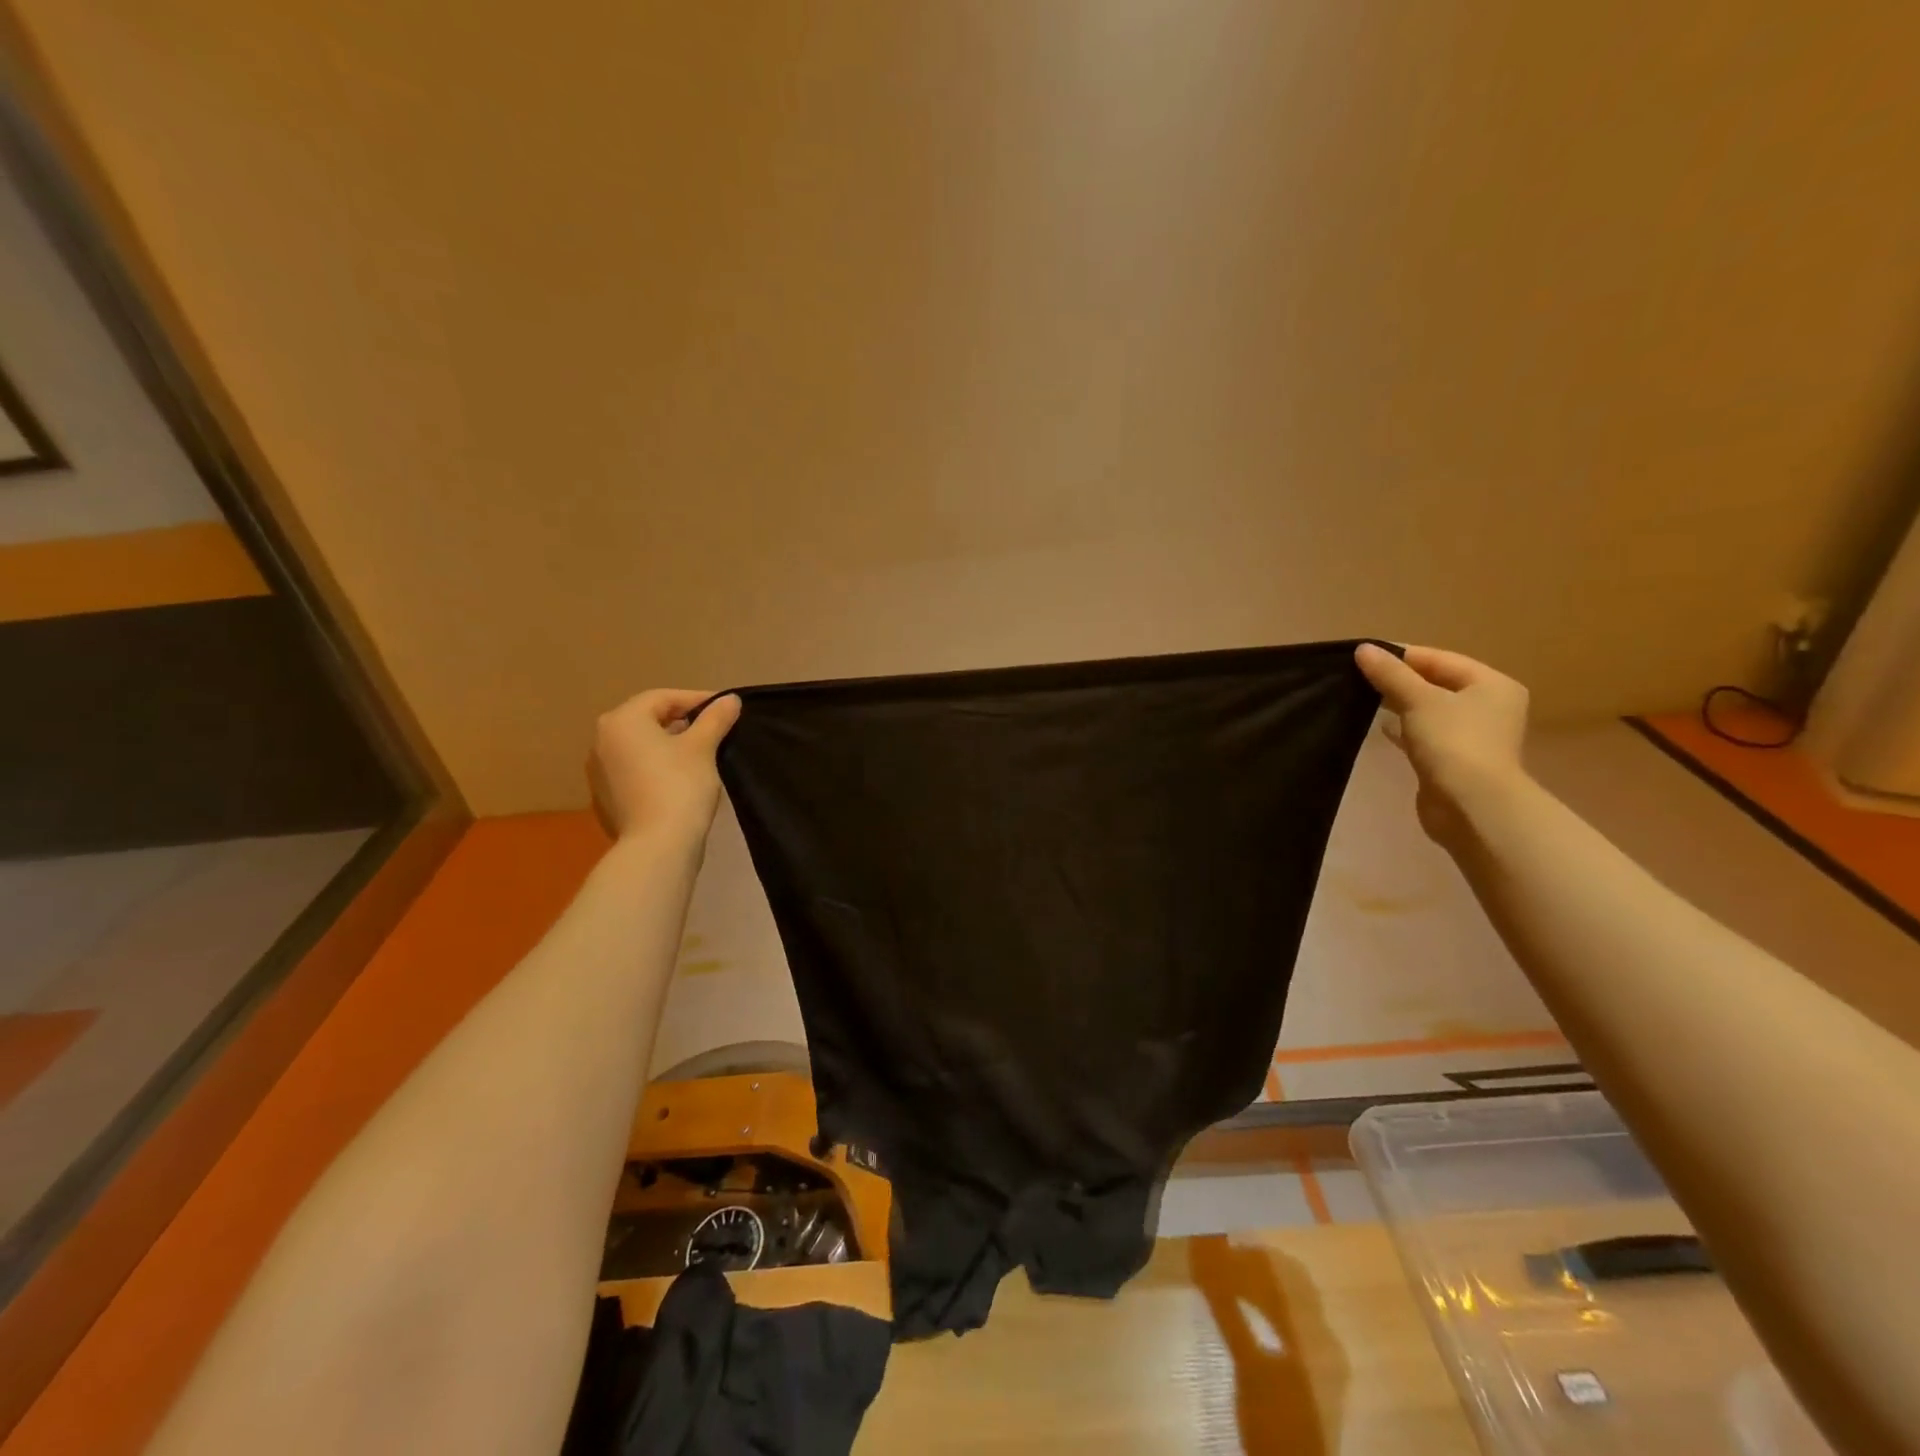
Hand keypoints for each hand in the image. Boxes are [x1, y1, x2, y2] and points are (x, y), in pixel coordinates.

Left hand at [587, 689, 741, 842]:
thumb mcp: (703, 747)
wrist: (656, 845)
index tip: (725, 708)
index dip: (697, 700)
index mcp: (622, 721)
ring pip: (639, 747)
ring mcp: (598, 772)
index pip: (663, 698)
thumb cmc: (680, 785)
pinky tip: (678, 782)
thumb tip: (730, 699)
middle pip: (647, 720)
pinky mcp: (604, 799)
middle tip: (713, 730)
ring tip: (699, 756)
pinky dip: (655, 769)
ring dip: (667, 746)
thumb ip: (715, 718)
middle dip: (681, 722)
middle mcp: (601, 741)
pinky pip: (633, 772)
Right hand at [1355, 644, 1529, 847]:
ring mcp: (1473, 736)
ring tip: (1364, 698)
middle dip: (1400, 681)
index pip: (1440, 659)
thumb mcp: (1418, 700)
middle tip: (1360, 677)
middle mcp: (1489, 707)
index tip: (1364, 656)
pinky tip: (1380, 727)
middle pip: (1437, 683)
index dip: (1402, 656)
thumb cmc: (1453, 742)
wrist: (1470, 805)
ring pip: (1430, 710)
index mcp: (1492, 684)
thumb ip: (1390, 673)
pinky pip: (1425, 734)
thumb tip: (1363, 649)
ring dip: (1400, 704)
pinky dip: (1404, 728)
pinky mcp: (1455, 760)